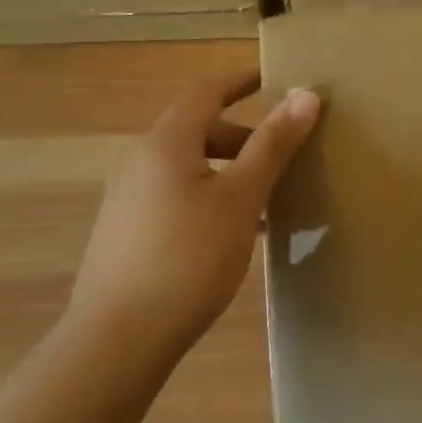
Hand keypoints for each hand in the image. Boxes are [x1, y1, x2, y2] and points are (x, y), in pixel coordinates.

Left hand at [67, 72, 320, 366]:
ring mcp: (129, 200)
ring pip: (190, 166)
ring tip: (269, 197)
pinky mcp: (127, 234)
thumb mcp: (242, 197)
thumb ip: (273, 144)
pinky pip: (178, 195)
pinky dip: (211, 196)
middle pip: (199, 129)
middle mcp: (141, 162)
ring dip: (231, 170)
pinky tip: (237, 234)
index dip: (242, 79)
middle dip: (245, 134)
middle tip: (285, 152)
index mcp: (166, 144)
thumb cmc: (187, 258)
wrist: (116, 344)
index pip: (206, 91)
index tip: (275, 78)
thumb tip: (305, 95)